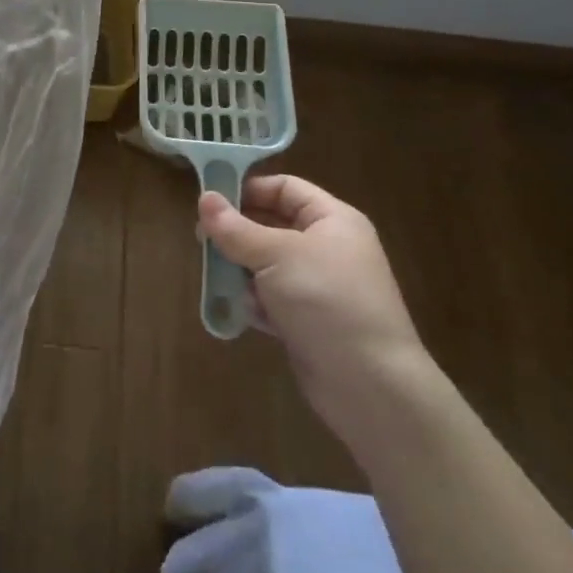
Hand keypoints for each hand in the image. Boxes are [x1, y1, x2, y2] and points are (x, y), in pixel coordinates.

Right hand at [198, 175, 429, 430]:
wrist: (369, 383)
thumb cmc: (326, 300)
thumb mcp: (276, 255)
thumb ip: (236, 228)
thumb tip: (204, 198)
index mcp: (332, 220)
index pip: (285, 188)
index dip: (248, 190)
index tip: (209, 202)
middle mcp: (327, 248)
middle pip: (271, 226)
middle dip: (238, 235)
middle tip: (202, 242)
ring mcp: (318, 286)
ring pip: (266, 265)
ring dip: (243, 273)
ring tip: (226, 284)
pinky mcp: (308, 320)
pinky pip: (272, 299)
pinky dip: (257, 304)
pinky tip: (252, 316)